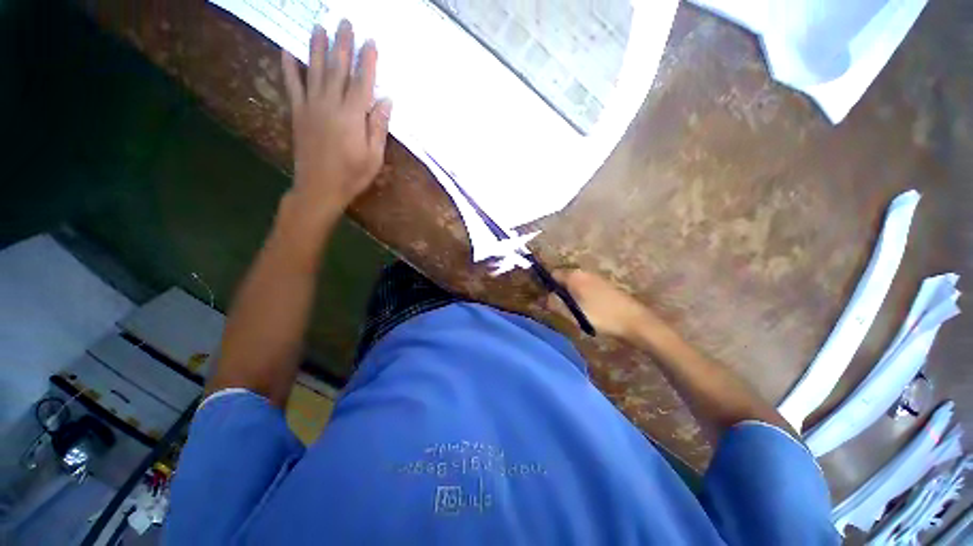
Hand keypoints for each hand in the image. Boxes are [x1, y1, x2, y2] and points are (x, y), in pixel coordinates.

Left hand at [281, 20, 391, 224]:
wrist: (320, 188)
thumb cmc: (352, 175)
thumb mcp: (374, 157)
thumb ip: (378, 127)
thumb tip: (385, 100)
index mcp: (352, 117)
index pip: (362, 82)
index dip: (367, 60)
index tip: (370, 41)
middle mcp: (331, 105)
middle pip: (337, 68)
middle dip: (342, 44)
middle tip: (344, 21)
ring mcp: (311, 106)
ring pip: (314, 70)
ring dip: (317, 47)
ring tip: (319, 26)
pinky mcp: (298, 113)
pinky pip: (292, 85)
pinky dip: (288, 66)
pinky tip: (286, 50)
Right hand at [546, 269, 654, 339]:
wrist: (634, 321)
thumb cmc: (601, 316)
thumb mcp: (573, 314)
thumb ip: (555, 304)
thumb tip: (542, 298)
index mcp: (574, 276)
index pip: (552, 274)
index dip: (546, 285)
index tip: (545, 298)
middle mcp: (583, 272)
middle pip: (563, 277)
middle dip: (558, 289)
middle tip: (558, 306)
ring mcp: (595, 277)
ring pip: (574, 282)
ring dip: (569, 292)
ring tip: (571, 309)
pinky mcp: (604, 284)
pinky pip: (584, 285)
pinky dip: (580, 293)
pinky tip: (585, 307)